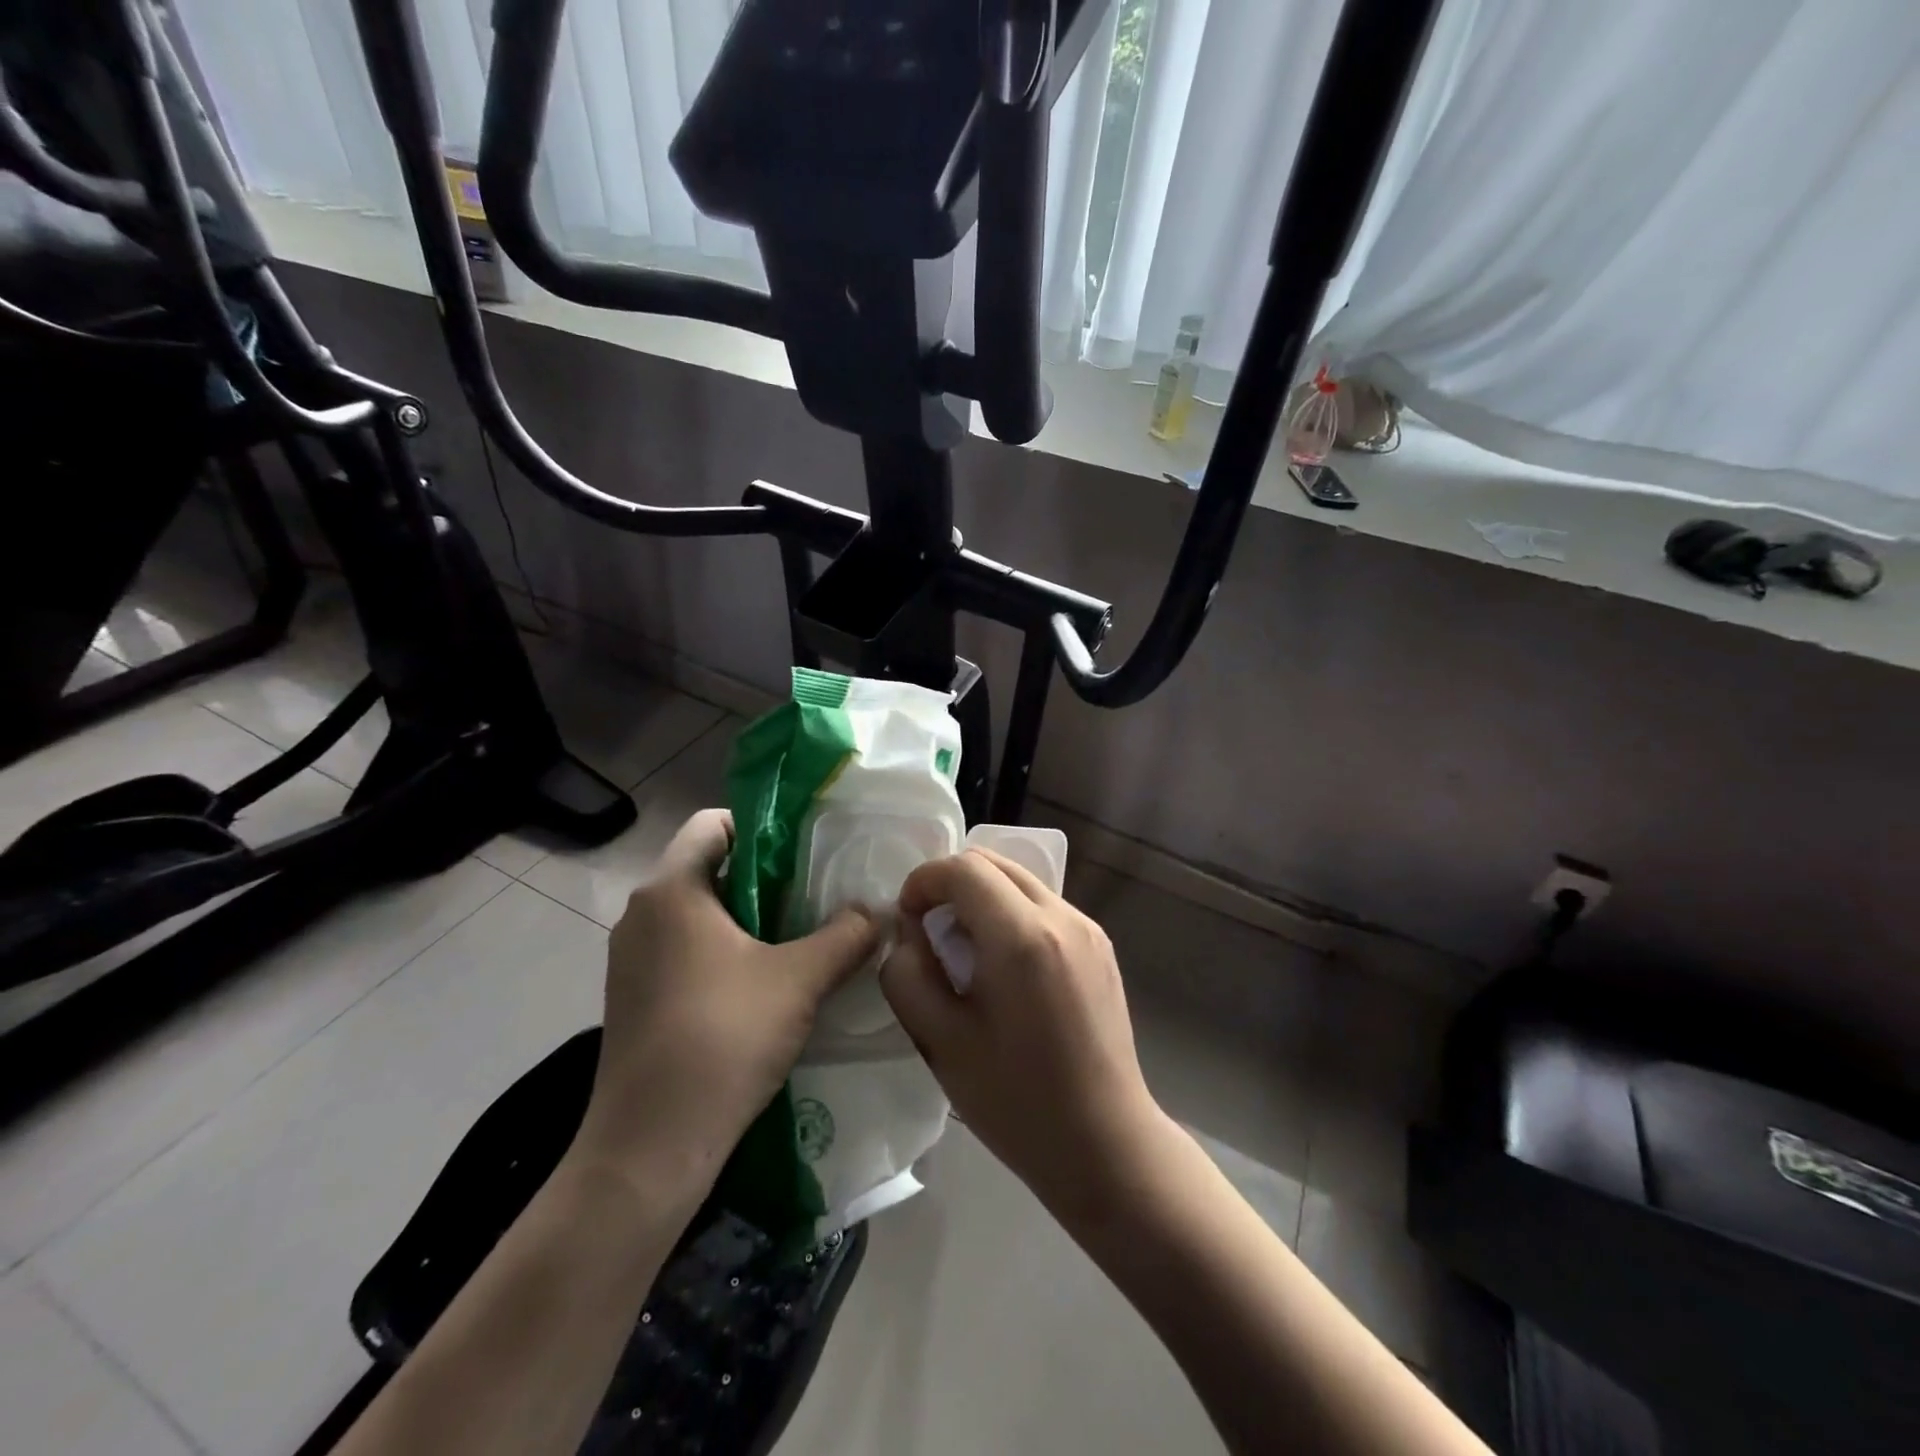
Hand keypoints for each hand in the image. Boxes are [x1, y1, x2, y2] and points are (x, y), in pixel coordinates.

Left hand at [574, 810, 882, 1189]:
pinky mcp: (631, 996)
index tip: (804, 854)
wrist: (649, 1146)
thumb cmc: (723, 1038)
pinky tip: (759, 988)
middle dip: (762, 877)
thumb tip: (876, 912)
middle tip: (813, 898)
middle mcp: (641, 913)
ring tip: (794, 942)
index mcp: (671, 889)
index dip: (761, 826)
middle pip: (708, 867)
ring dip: (744, 919)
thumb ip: (846, 935)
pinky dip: (721, 953)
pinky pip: (682, 950)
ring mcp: (630, 958)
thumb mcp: (800, 980)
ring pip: (696, 912)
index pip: (712, 822)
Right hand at [879, 849, 1168, 1217]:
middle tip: (931, 931)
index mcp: (1022, 937)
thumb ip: (908, 974)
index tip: (908, 918)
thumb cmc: (1016, 1101)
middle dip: (951, 883)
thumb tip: (910, 932)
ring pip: (1021, 880)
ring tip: (967, 952)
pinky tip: (1006, 969)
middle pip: (995, 862)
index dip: (924, 881)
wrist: (1105, 1144)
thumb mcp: (940, 1042)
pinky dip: (1012, 914)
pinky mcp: (1101, 946)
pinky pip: (1044, 906)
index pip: (964, 869)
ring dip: (983, 897)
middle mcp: (1062, 917)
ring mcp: (1089, 928)